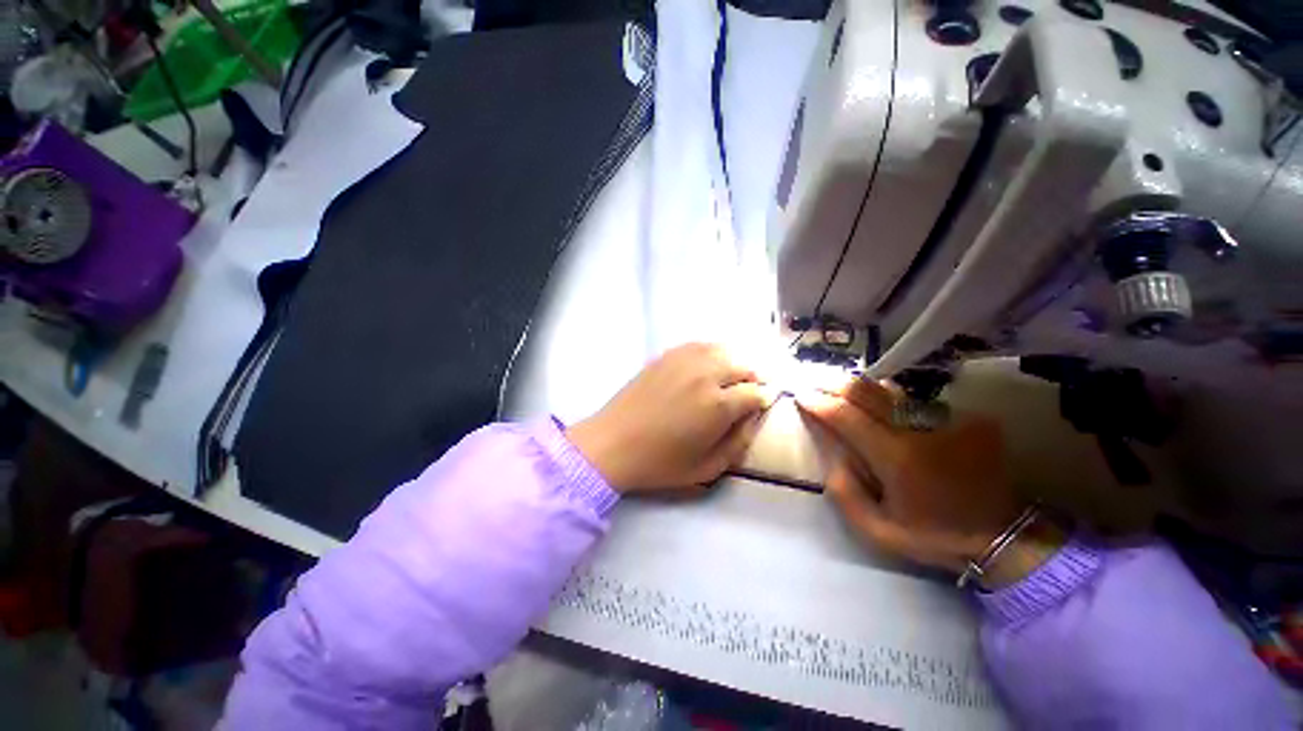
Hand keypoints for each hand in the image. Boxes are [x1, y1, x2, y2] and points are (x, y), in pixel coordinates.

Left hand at [567, 343, 773, 493]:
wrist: (612, 444)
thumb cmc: (660, 463)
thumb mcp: (707, 468)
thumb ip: (739, 443)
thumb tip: (754, 418)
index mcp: (718, 405)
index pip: (755, 392)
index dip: (762, 400)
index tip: (760, 407)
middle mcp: (705, 374)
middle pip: (743, 365)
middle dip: (752, 379)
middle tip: (747, 394)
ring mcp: (683, 360)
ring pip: (723, 350)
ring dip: (733, 363)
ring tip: (730, 379)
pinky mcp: (666, 355)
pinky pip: (699, 345)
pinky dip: (711, 353)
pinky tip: (707, 366)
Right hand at [797, 379, 1028, 573]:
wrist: (1003, 537)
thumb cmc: (934, 535)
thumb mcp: (879, 531)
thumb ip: (846, 494)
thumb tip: (833, 457)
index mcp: (895, 457)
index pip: (846, 416)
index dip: (819, 403)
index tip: (801, 395)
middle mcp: (918, 430)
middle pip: (866, 392)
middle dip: (834, 384)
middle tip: (814, 381)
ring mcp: (946, 420)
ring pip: (890, 390)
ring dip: (859, 386)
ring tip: (838, 385)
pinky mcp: (965, 419)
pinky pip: (914, 399)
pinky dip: (889, 397)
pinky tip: (878, 400)